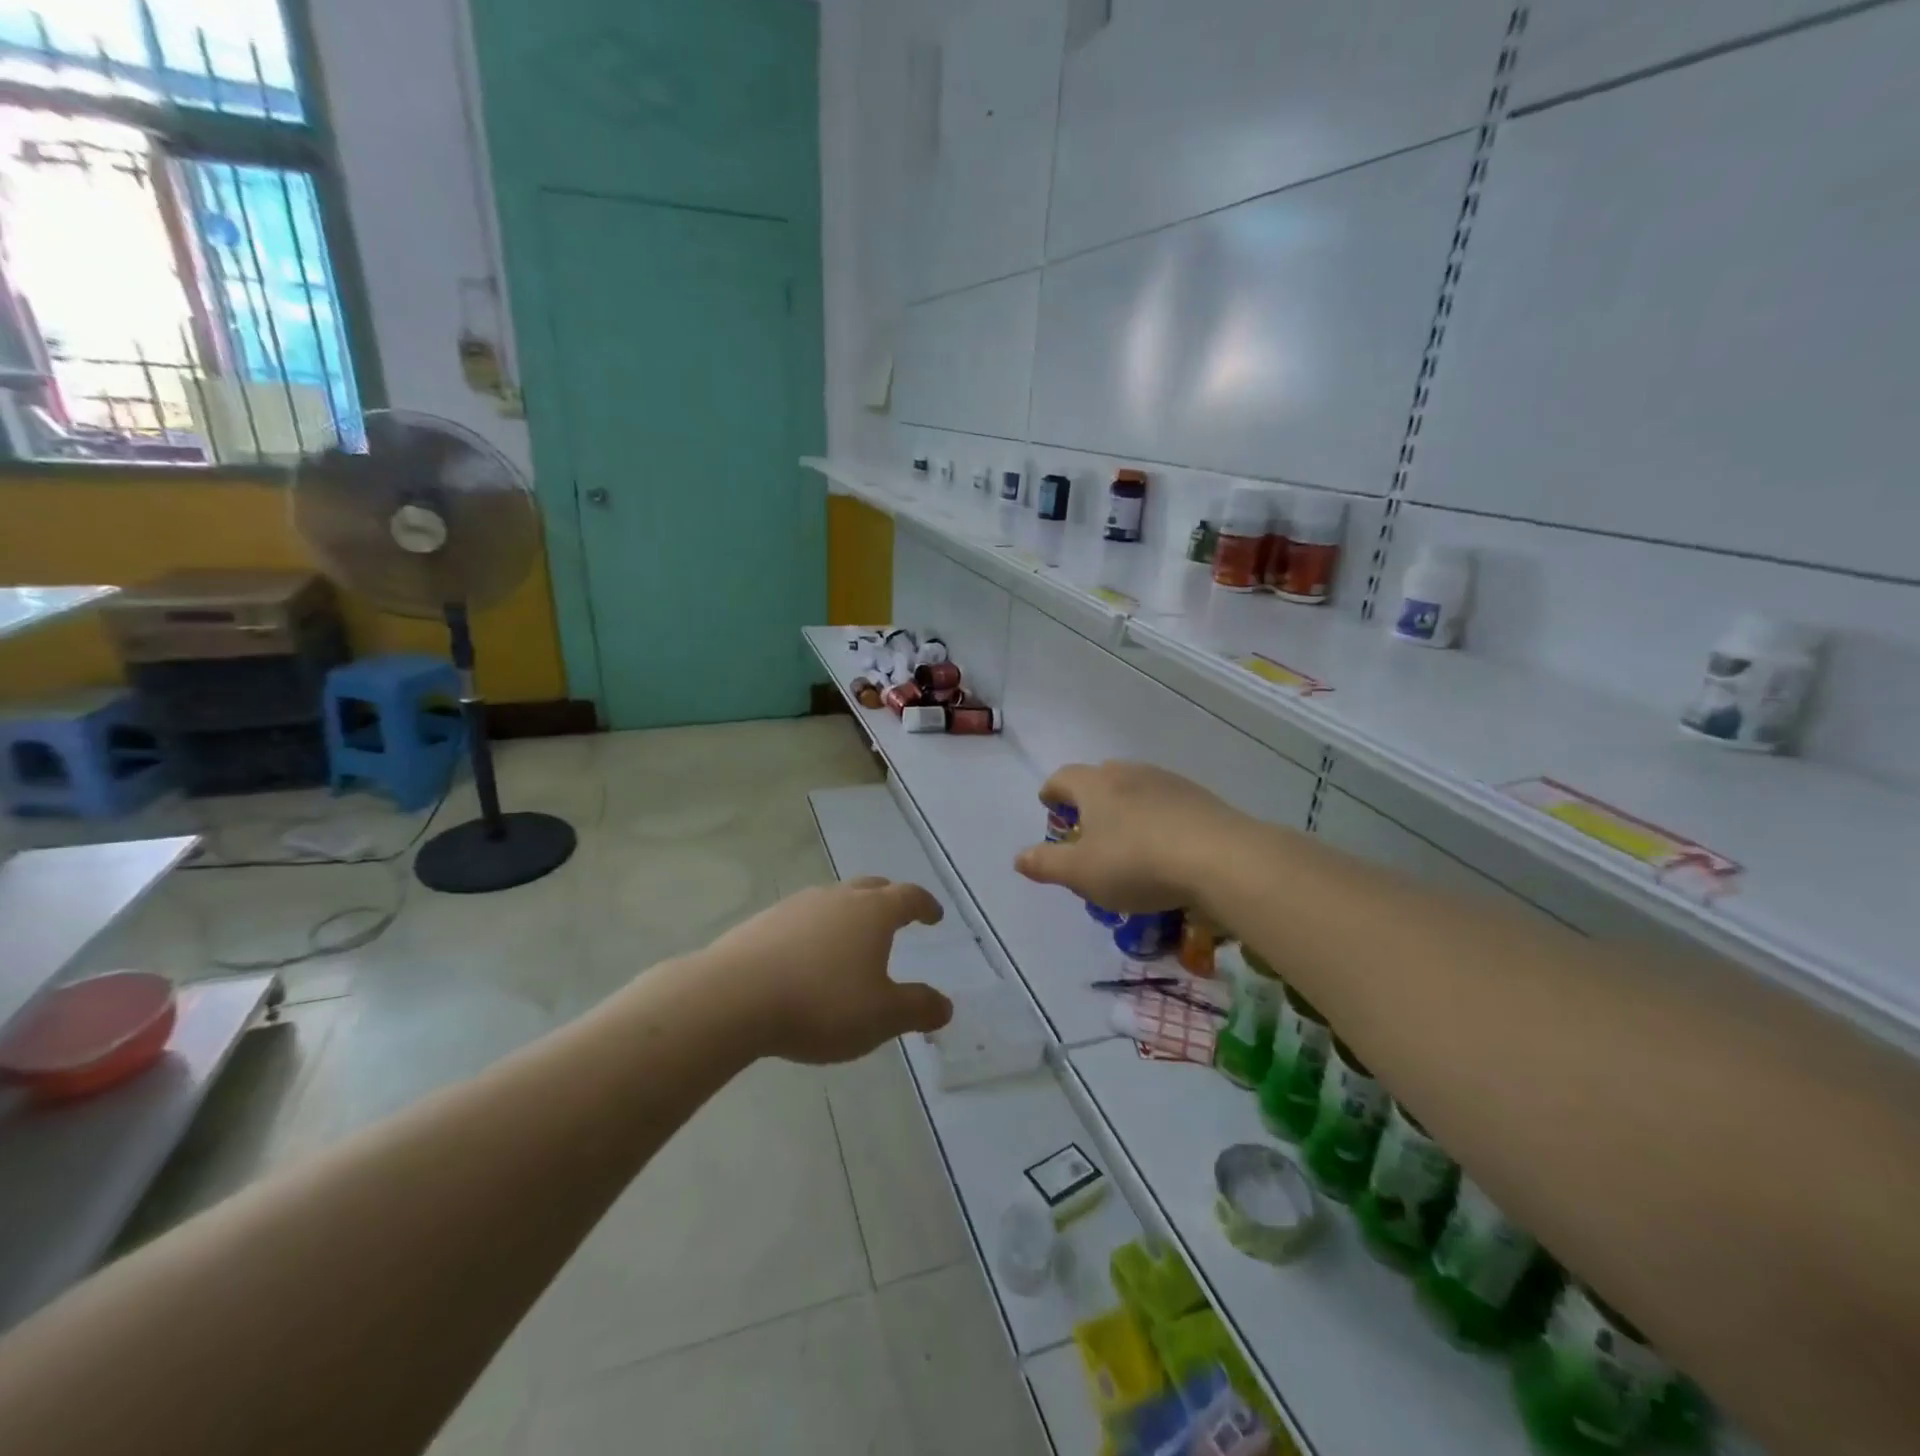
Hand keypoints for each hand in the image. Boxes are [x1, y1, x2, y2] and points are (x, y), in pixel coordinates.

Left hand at [702, 878, 953, 1063]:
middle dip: (888, 899)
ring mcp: (796, 906)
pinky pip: (801, 919)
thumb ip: (917, 1009)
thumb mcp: (881, 1016)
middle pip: (871, 888)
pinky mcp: (763, 922)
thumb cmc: (821, 1003)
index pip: (909, 897)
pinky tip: (806, 957)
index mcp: (872, 912)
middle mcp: (837, 898)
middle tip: (897, 916)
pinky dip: (814, 930)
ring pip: (833, 900)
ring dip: (848, 914)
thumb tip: (945, 1006)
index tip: (935, 915)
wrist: (733, 997)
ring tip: (850, 940)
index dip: (925, 905)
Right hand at [1015, 761, 1251, 912]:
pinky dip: (1157, 816)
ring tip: (1126, 836)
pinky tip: (1165, 844)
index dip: (1052, 792)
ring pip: (1136, 786)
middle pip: (1100, 776)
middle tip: (1087, 825)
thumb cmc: (1138, 864)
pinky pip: (1167, 801)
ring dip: (1125, 805)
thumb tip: (1018, 857)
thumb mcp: (1082, 873)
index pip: (1063, 778)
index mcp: (1095, 786)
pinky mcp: (1200, 797)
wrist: (1221, 858)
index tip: (1049, 807)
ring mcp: (1168, 782)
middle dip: (1089, 797)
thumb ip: (1046, 864)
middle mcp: (1129, 773)